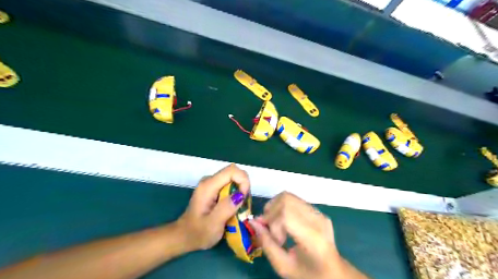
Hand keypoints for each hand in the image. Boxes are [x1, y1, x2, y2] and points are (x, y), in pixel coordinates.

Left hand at [176, 165, 250, 251]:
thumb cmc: (198, 233)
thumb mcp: (213, 224)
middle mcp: (209, 180)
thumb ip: (226, 208)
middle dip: (243, 186)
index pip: (232, 170)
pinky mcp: (213, 188)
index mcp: (208, 186)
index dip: (243, 180)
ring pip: (233, 178)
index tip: (244, 197)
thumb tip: (241, 194)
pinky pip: (230, 184)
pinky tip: (233, 207)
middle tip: (243, 204)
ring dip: (240, 190)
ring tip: (238, 207)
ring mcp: (211, 183)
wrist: (184, 236)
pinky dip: (236, 193)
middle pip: (233, 172)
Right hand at [252, 193, 366, 278]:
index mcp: (313, 238)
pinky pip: (294, 200)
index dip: (272, 222)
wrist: (334, 273)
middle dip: (271, 211)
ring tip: (274, 224)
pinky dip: (281, 206)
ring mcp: (319, 213)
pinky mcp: (318, 211)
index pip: (286, 215)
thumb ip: (266, 243)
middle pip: (286, 200)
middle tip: (268, 228)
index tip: (269, 236)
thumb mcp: (284, 266)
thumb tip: (253, 222)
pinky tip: (282, 221)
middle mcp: (318, 220)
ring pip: (289, 196)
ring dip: (275, 206)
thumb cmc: (308, 275)